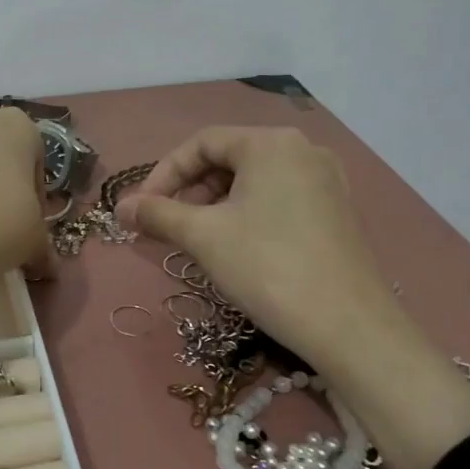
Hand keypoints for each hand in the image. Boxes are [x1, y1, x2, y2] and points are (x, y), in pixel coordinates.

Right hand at [118, 125, 469, 468]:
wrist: (347, 326)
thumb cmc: (267, 267)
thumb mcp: (203, 237)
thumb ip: (157, 214)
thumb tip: (122, 207)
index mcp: (271, 143)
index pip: (202, 142)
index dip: (164, 173)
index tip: (142, 209)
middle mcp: (303, 150)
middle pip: (229, 158)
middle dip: (189, 190)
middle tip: (166, 226)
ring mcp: (326, 181)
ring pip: (254, 181)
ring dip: (215, 205)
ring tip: (195, 240)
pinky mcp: (336, 212)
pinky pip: (278, 199)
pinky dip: (246, 215)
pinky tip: (235, 248)